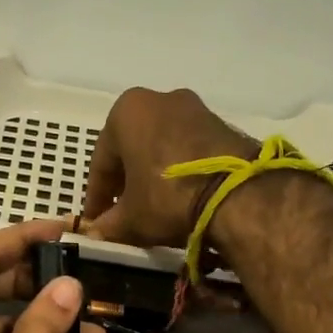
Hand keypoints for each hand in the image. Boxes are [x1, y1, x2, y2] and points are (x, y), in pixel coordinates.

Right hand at [79, 87, 254, 247]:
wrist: (237, 194)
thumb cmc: (166, 197)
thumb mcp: (129, 219)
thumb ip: (107, 225)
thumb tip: (96, 233)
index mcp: (126, 111)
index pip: (101, 161)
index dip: (96, 197)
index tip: (95, 221)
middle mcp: (158, 98)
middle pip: (131, 148)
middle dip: (125, 182)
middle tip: (121, 213)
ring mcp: (194, 108)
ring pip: (160, 147)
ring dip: (151, 175)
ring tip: (151, 208)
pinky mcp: (221, 124)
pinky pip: (186, 149)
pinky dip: (177, 171)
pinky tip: (178, 197)